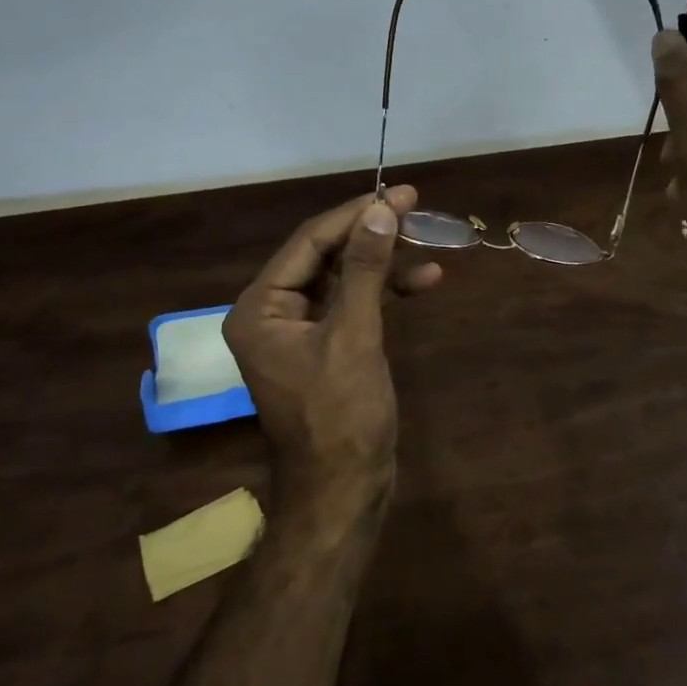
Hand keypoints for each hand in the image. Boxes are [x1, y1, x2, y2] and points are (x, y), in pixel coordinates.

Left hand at [223, 186, 441, 497]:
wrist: (344, 492)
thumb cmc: (340, 416)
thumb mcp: (354, 336)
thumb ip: (364, 269)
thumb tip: (379, 210)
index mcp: (261, 308)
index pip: (309, 242)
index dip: (354, 214)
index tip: (398, 193)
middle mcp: (273, 312)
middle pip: (325, 255)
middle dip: (370, 232)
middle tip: (414, 204)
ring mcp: (300, 330)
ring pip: (343, 277)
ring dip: (383, 260)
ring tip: (426, 239)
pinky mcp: (327, 345)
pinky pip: (353, 304)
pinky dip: (386, 291)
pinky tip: (425, 281)